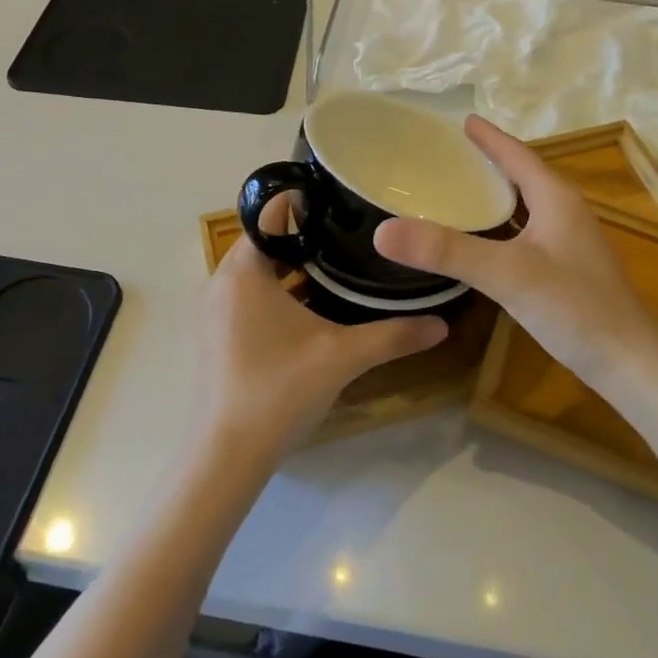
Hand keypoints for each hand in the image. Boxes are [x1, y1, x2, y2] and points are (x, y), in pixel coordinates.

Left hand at [199, 198, 447, 463]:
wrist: (227, 455)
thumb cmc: (280, 391)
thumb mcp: (343, 356)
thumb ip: (394, 335)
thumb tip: (442, 324)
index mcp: (243, 271)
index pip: (269, 213)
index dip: (304, 202)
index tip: (342, 201)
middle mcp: (222, 282)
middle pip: (265, 239)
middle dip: (305, 234)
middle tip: (351, 231)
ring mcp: (215, 310)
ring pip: (257, 269)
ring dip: (292, 264)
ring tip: (339, 261)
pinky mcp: (217, 334)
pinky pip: (249, 294)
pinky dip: (278, 289)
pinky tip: (313, 305)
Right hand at [375, 116, 657, 393]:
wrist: (630, 363)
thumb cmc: (574, 308)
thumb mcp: (506, 274)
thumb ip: (447, 251)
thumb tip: (384, 231)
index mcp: (556, 198)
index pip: (517, 155)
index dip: (488, 138)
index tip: (461, 121)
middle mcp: (566, 212)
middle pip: (522, 175)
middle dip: (489, 161)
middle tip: (449, 154)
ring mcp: (570, 242)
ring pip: (526, 205)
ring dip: (496, 194)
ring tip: (461, 189)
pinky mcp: (568, 269)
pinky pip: (527, 232)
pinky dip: (502, 225)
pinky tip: (484, 240)